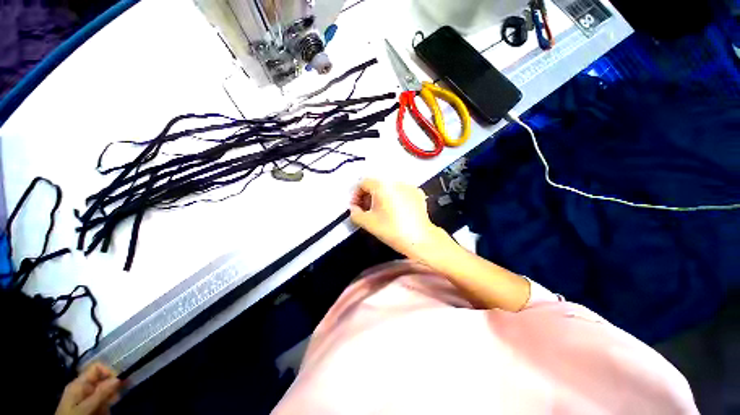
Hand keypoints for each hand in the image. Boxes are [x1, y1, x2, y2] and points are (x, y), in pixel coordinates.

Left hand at [55, 362, 122, 414]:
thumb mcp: (84, 407)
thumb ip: (99, 393)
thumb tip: (118, 378)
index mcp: (79, 382)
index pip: (97, 367)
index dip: (109, 372)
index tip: (118, 383)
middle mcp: (83, 386)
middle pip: (102, 380)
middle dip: (110, 389)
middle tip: (115, 399)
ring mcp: (85, 396)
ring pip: (103, 392)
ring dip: (108, 399)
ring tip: (106, 409)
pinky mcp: (88, 404)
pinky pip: (100, 400)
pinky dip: (105, 406)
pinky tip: (103, 412)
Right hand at [350, 178, 441, 257]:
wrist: (420, 239)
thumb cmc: (393, 230)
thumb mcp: (368, 223)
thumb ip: (355, 213)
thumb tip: (354, 209)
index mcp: (382, 186)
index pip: (363, 183)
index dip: (356, 195)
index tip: (356, 207)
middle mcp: (396, 182)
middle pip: (376, 184)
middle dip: (368, 196)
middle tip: (366, 210)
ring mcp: (409, 187)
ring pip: (389, 188)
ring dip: (381, 197)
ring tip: (380, 211)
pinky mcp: (417, 194)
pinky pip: (400, 192)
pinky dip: (394, 198)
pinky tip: (395, 211)